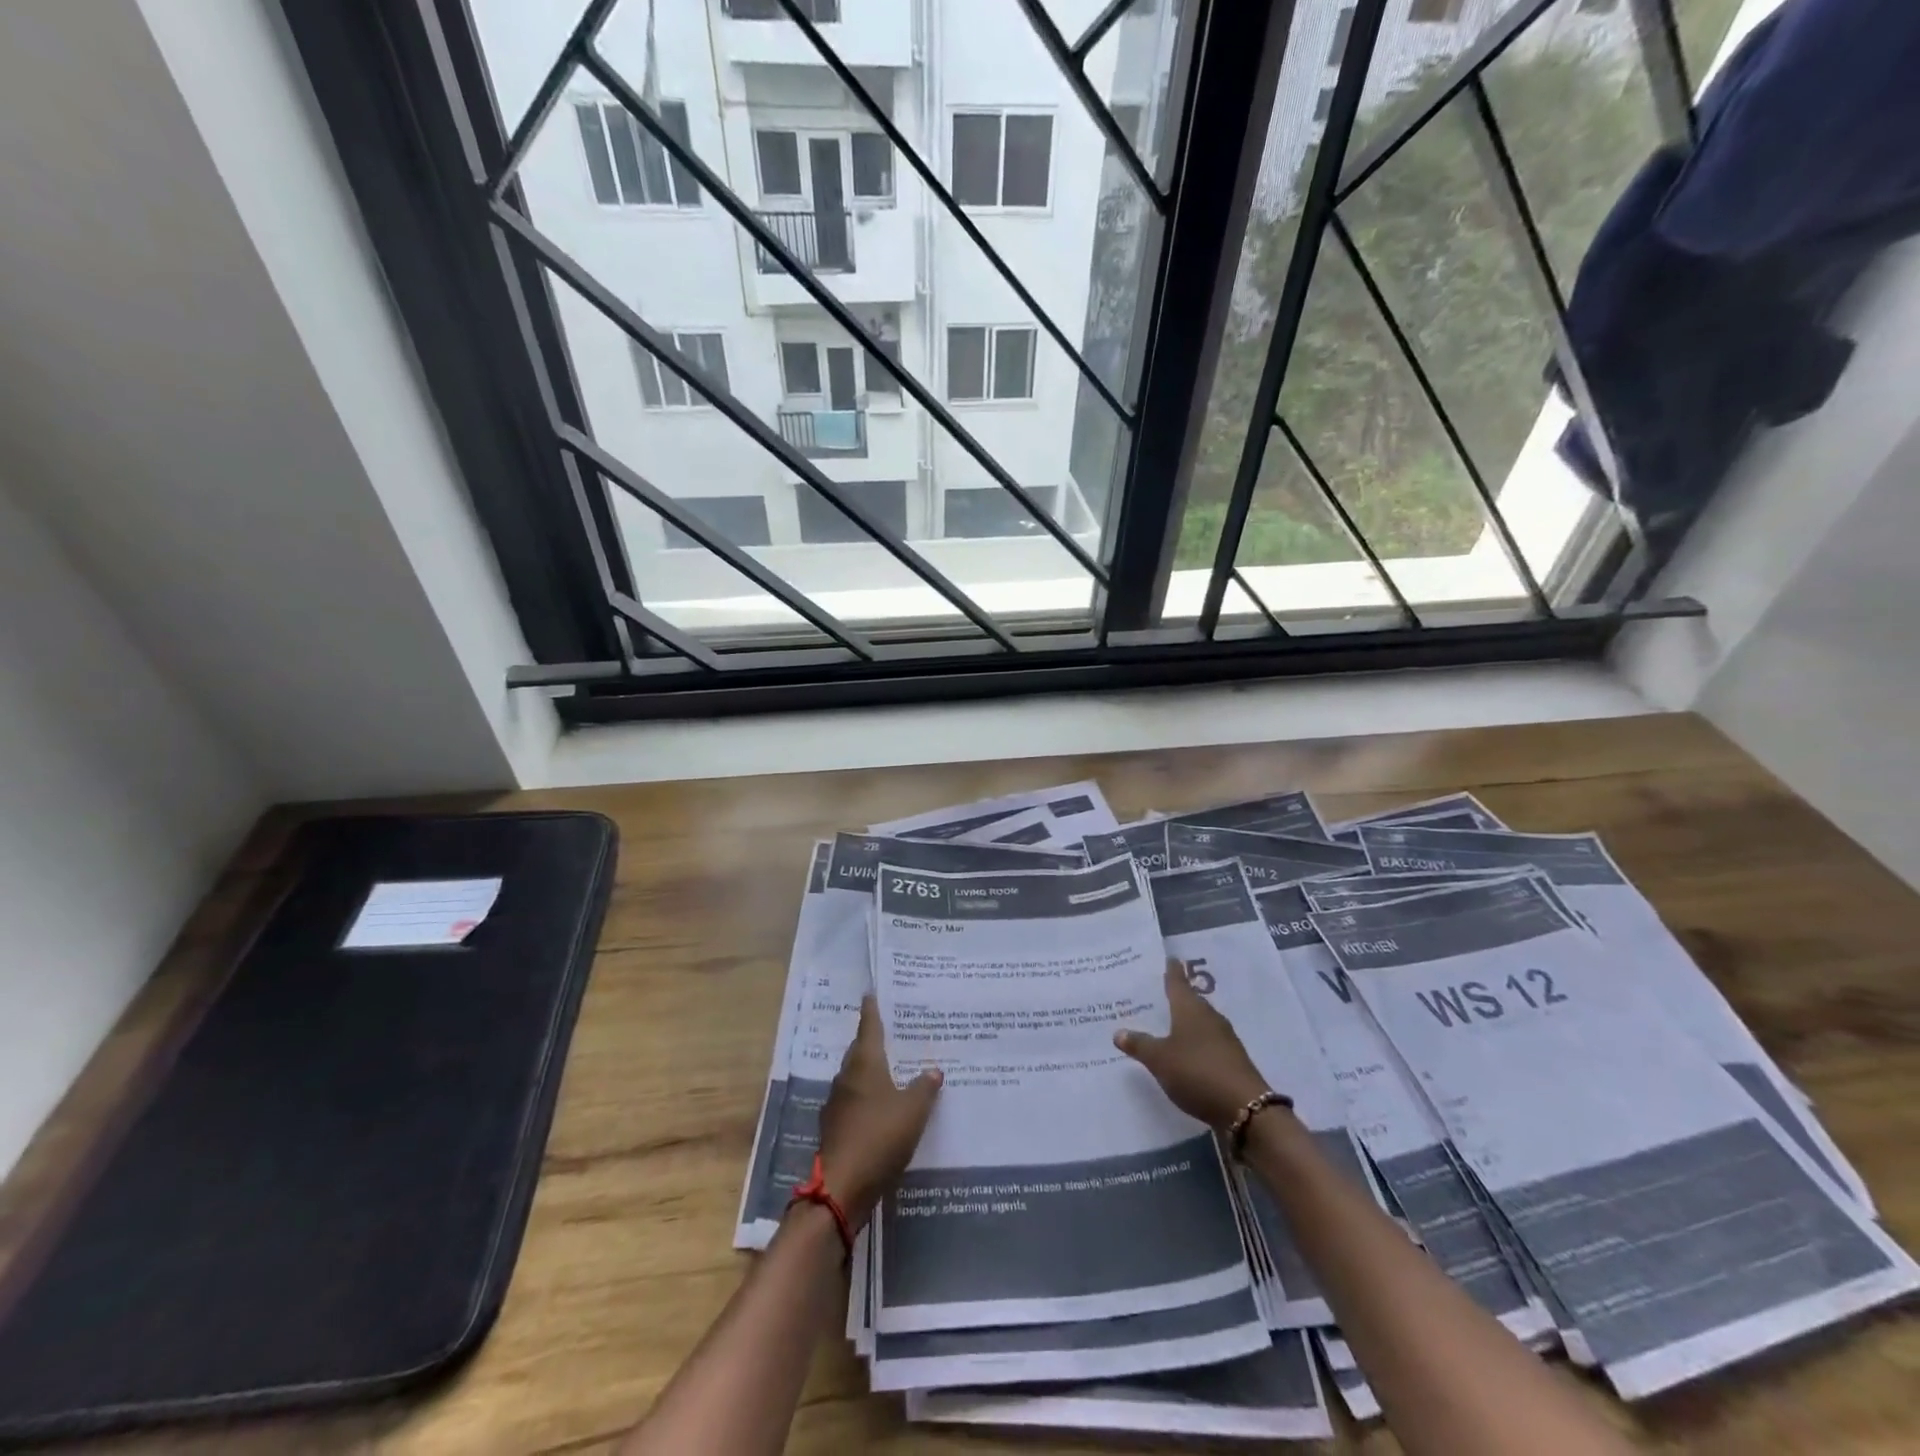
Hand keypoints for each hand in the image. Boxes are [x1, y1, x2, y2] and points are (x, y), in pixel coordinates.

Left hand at [816, 997, 942, 1228]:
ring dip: (870, 1072)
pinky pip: (854, 1102)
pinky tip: (881, 1108)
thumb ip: (924, 1088)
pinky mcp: (835, 1128)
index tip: (870, 993)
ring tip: (892, 1071)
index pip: (869, 1027)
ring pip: (855, 1078)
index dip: (872, 1010)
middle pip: (860, 1051)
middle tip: (892, 1034)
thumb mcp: (913, 1111)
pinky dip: (867, 1099)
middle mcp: (847, 1077)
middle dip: (873, 1042)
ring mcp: (837, 1103)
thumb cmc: (880, 1136)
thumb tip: (933, 1070)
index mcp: (864, 1064)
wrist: (843, 1187)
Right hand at [1116, 961, 1270, 1129]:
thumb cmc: (1197, 1072)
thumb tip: (1119, 1031)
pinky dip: (1195, 1043)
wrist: (1246, 1108)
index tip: (1169, 958)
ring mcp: (1224, 1039)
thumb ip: (1139, 1044)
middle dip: (1176, 997)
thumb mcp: (1160, 1059)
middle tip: (1157, 995)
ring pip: (1201, 1023)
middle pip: (1191, 1001)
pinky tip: (1185, 1052)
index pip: (1178, 982)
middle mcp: (1209, 1017)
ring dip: (1186, 1022)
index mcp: (1190, 1009)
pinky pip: (1208, 1043)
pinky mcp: (1232, 1060)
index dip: (1172, 971)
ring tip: (1167, 1024)